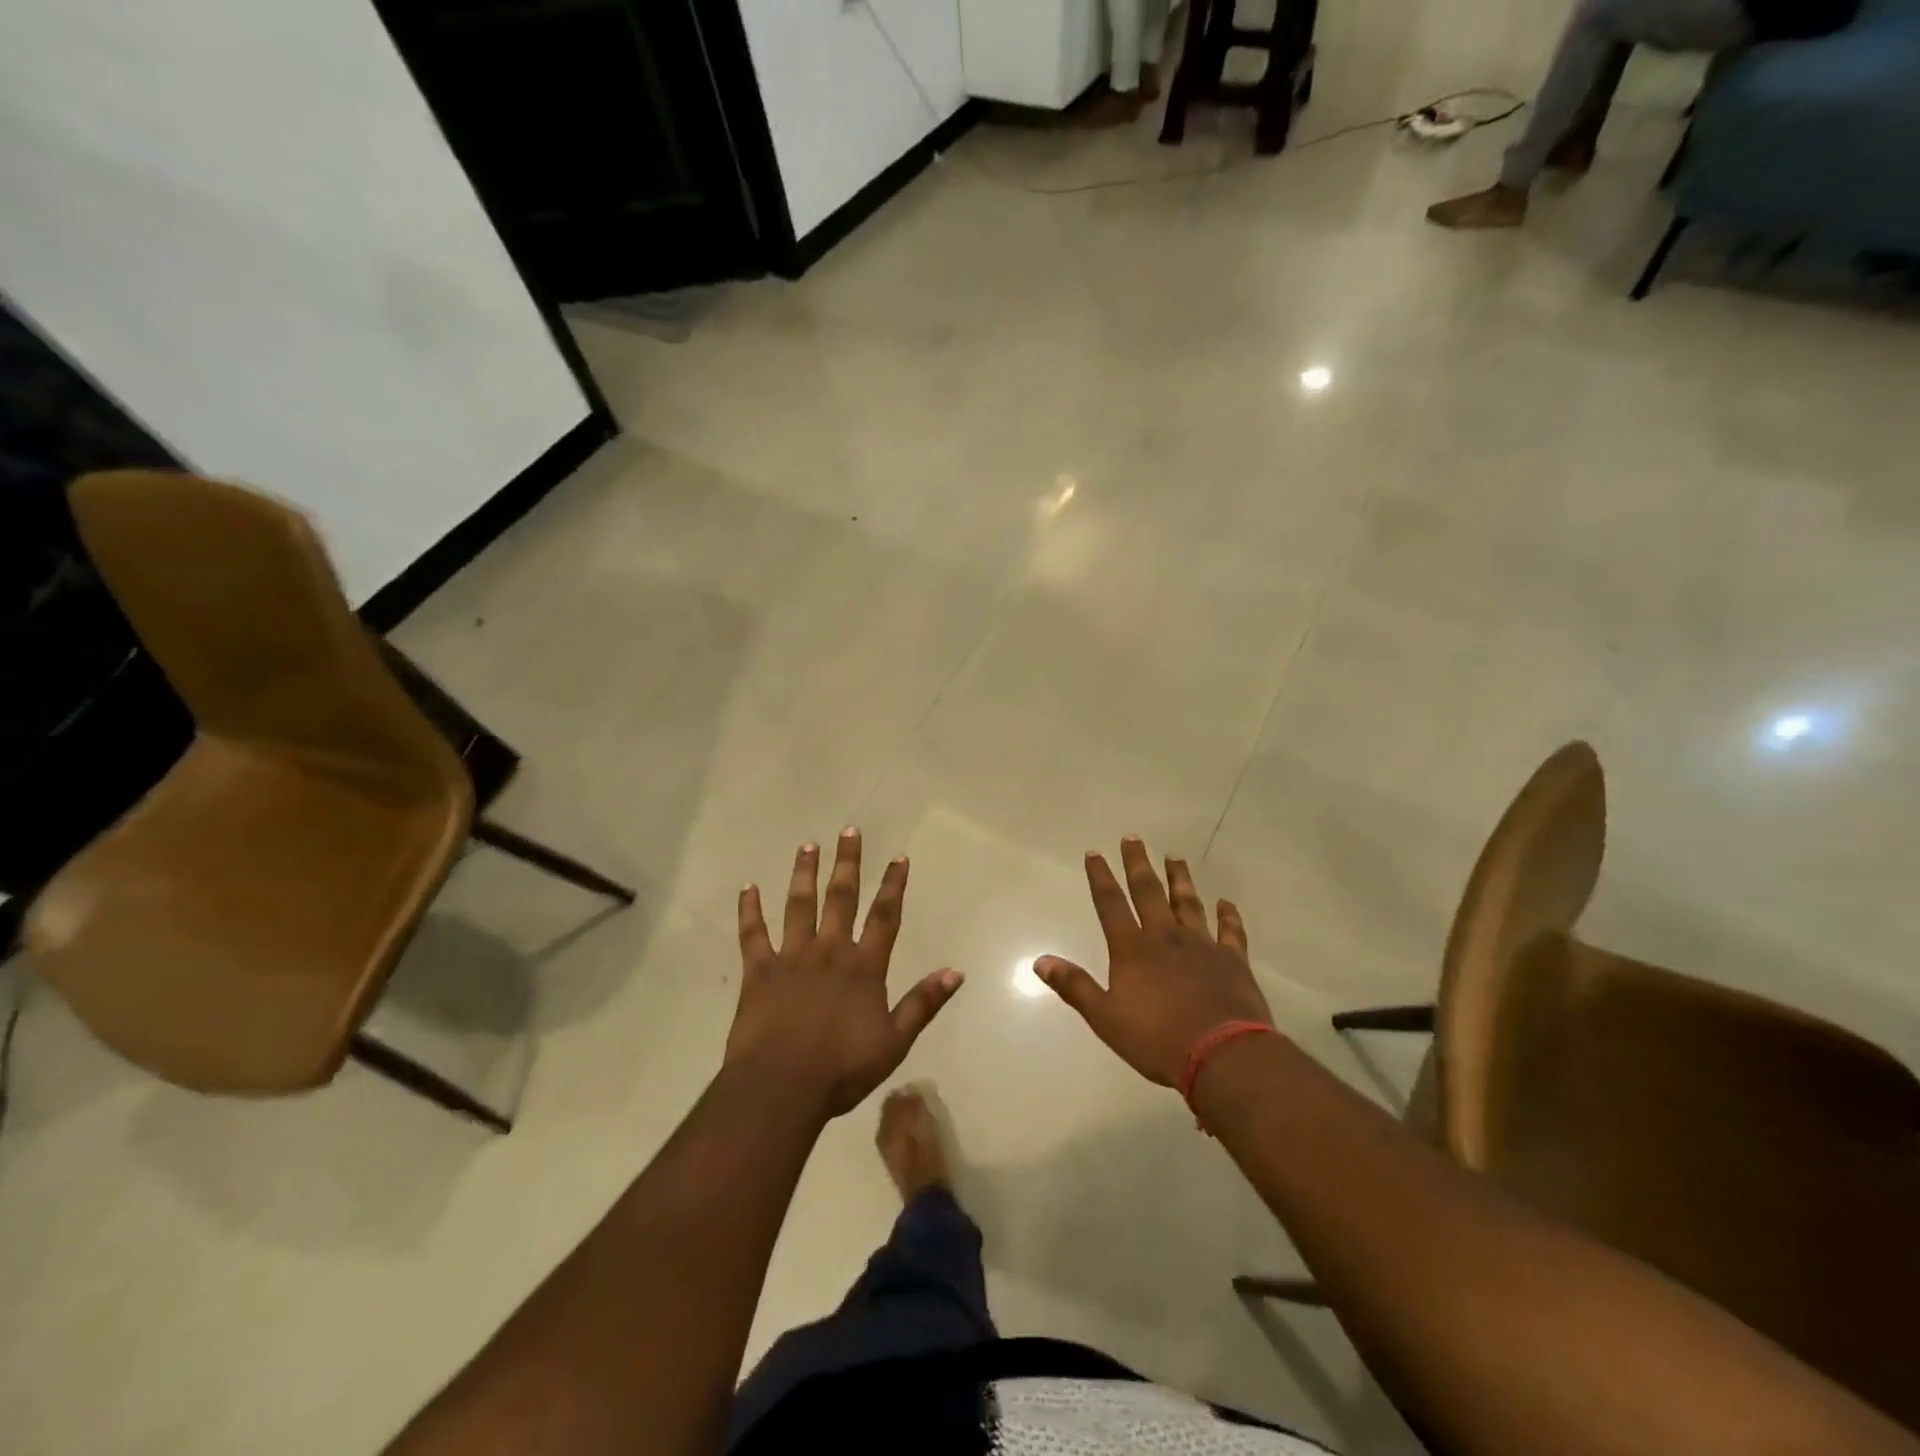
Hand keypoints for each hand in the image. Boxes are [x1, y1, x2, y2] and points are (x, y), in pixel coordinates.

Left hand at [726, 829, 963, 1117]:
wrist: (781, 1088)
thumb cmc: (841, 1069)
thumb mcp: (894, 1041)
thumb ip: (923, 1003)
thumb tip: (956, 971)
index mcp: (863, 967)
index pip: (885, 916)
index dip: (893, 885)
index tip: (899, 856)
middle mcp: (829, 951)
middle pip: (841, 898)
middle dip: (847, 863)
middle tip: (849, 831)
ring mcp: (791, 958)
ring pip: (799, 905)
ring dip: (804, 874)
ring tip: (807, 846)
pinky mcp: (759, 971)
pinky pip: (753, 934)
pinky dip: (750, 910)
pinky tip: (748, 887)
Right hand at [1037, 837, 1269, 1086]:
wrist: (1222, 1055)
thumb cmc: (1157, 1039)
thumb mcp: (1105, 1018)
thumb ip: (1074, 986)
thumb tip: (1040, 961)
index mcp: (1132, 949)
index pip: (1111, 904)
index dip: (1100, 877)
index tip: (1095, 853)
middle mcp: (1165, 937)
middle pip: (1149, 892)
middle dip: (1138, 864)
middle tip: (1133, 838)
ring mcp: (1202, 946)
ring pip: (1188, 903)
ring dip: (1180, 879)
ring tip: (1176, 857)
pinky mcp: (1233, 961)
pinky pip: (1231, 931)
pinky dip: (1229, 916)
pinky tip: (1226, 903)